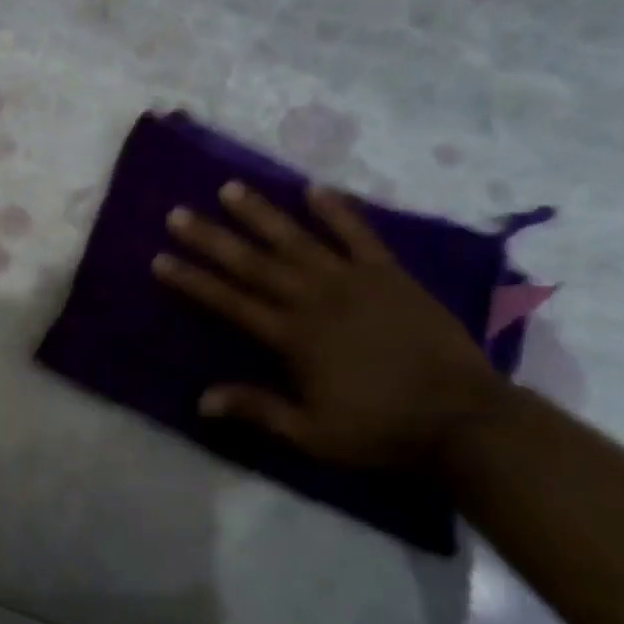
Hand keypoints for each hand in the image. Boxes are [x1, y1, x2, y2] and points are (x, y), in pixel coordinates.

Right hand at [154, 183, 501, 469]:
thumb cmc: (382, 430)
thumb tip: (201, 399)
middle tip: (178, 213)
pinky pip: (359, 235)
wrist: (464, 420)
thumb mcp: (313, 435)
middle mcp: (315, 299)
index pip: (230, 302)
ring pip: (297, 239)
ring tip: (230, 188)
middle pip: (253, 263)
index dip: (192, 281)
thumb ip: (258, 410)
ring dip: (261, 213)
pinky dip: (336, 211)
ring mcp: (354, 281)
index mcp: (293, 337)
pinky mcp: (390, 274)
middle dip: (212, 238)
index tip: (160, 259)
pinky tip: (314, 189)